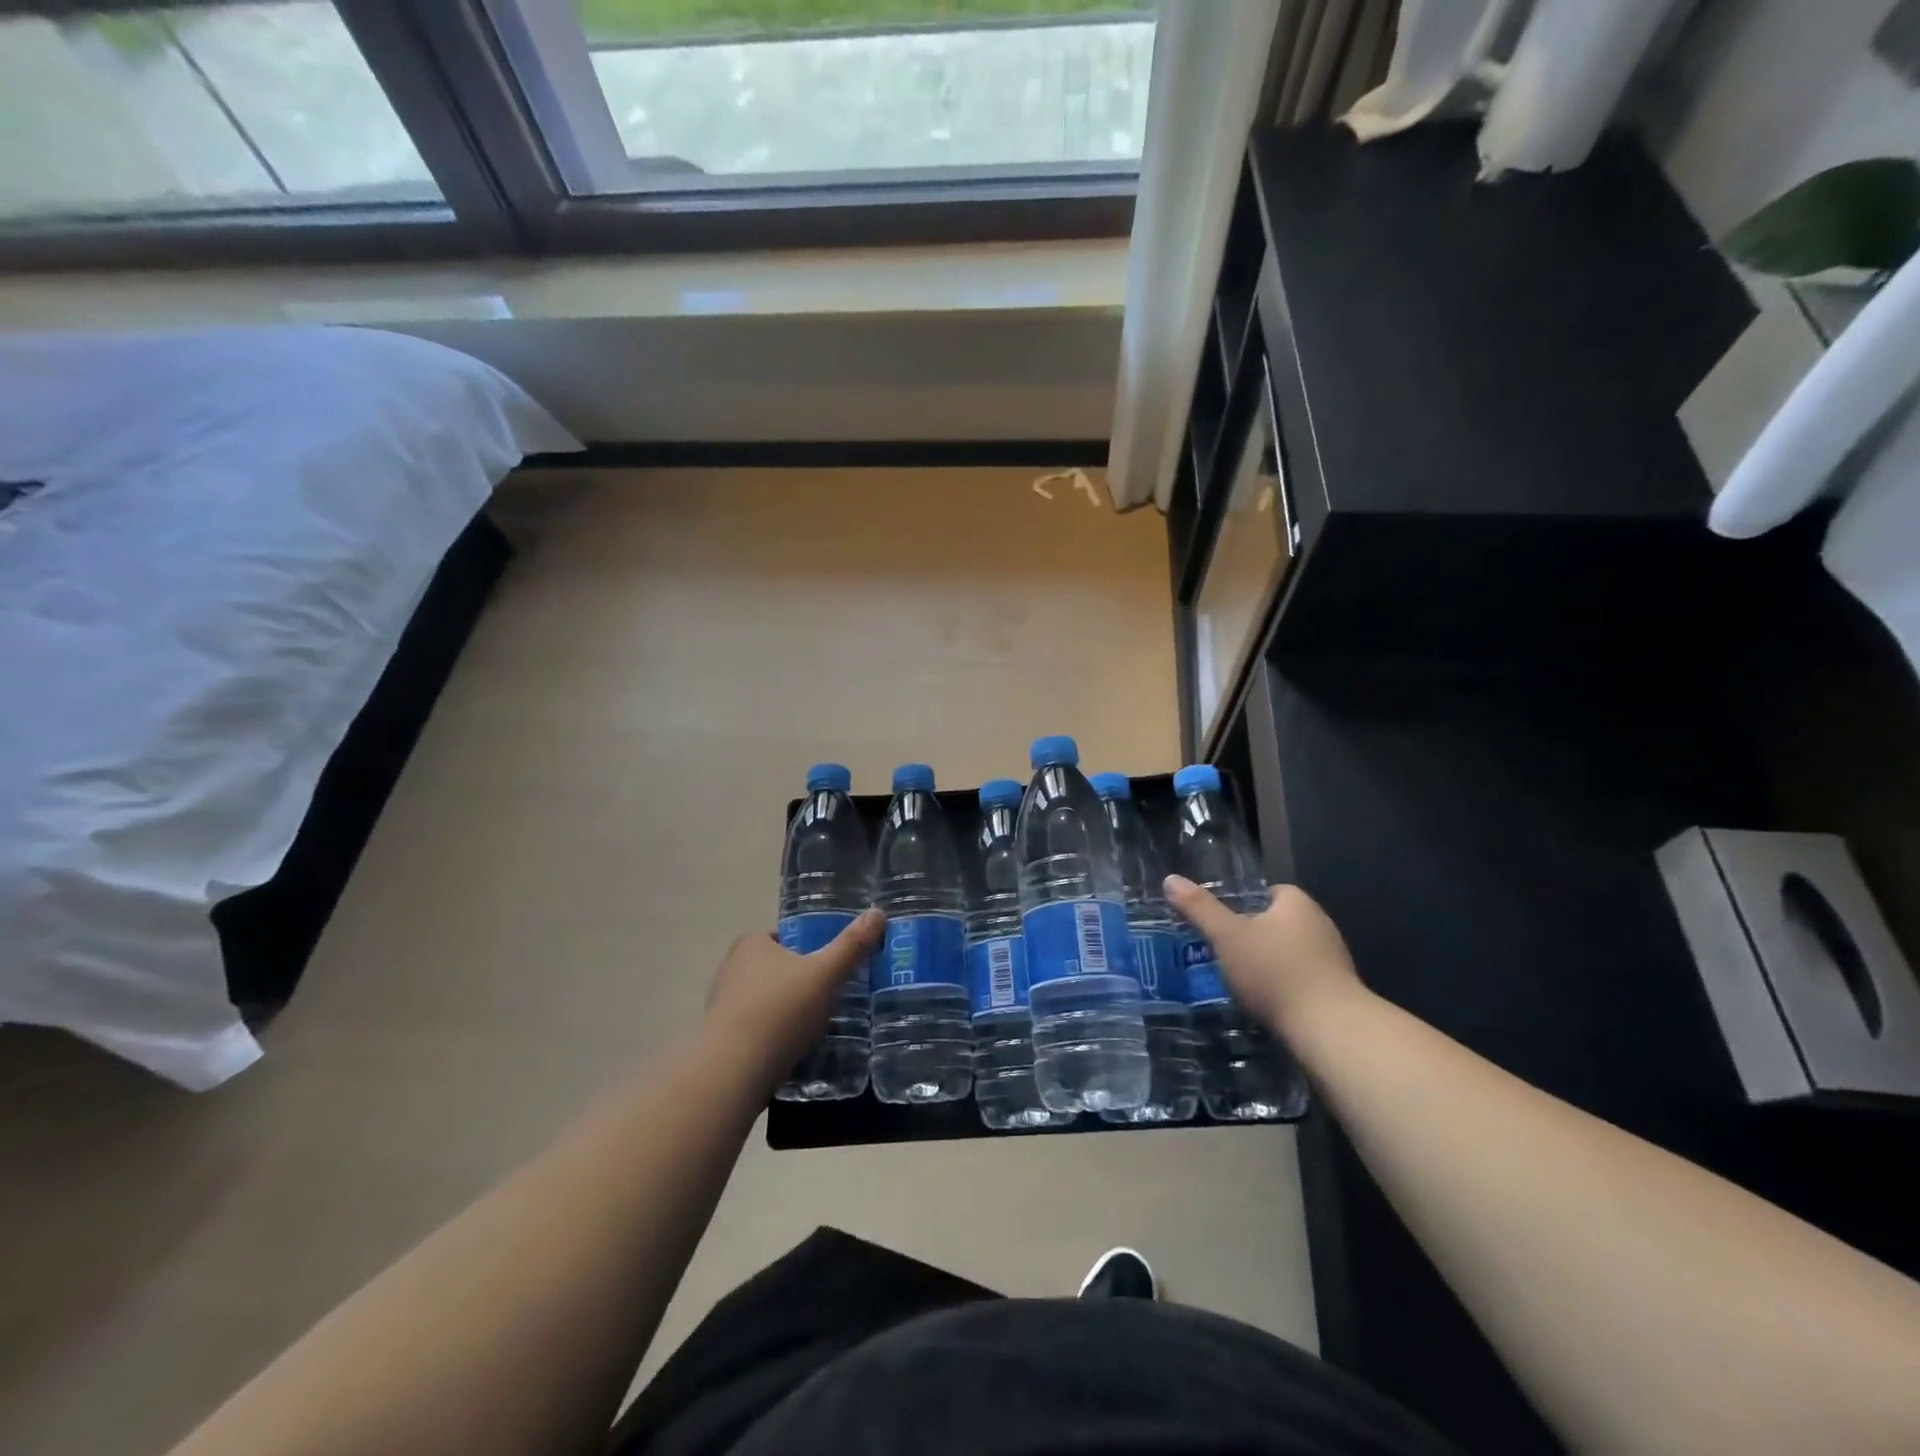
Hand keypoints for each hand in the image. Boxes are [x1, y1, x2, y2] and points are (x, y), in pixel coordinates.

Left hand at [703, 910, 883, 1075]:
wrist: (733, 1073)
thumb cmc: (780, 1011)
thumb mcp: (826, 974)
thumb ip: (852, 945)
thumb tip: (878, 912)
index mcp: (752, 943)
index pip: (789, 937)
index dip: (814, 949)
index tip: (835, 968)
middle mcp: (732, 967)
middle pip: (781, 968)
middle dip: (804, 981)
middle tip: (834, 996)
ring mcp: (724, 1003)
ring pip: (769, 998)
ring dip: (790, 1008)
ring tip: (819, 1025)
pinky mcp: (723, 1036)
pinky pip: (759, 1025)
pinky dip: (776, 1032)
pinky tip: (795, 1047)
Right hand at [1163, 876, 1365, 1036]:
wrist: (1330, 1030)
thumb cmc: (1275, 972)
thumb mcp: (1227, 937)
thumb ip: (1199, 908)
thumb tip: (1171, 879)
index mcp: (1298, 904)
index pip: (1270, 891)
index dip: (1244, 902)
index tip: (1222, 920)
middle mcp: (1321, 925)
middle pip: (1279, 922)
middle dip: (1254, 935)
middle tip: (1222, 949)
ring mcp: (1333, 961)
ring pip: (1291, 953)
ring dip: (1269, 963)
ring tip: (1238, 978)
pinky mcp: (1337, 993)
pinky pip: (1302, 980)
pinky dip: (1283, 987)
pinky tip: (1264, 1003)